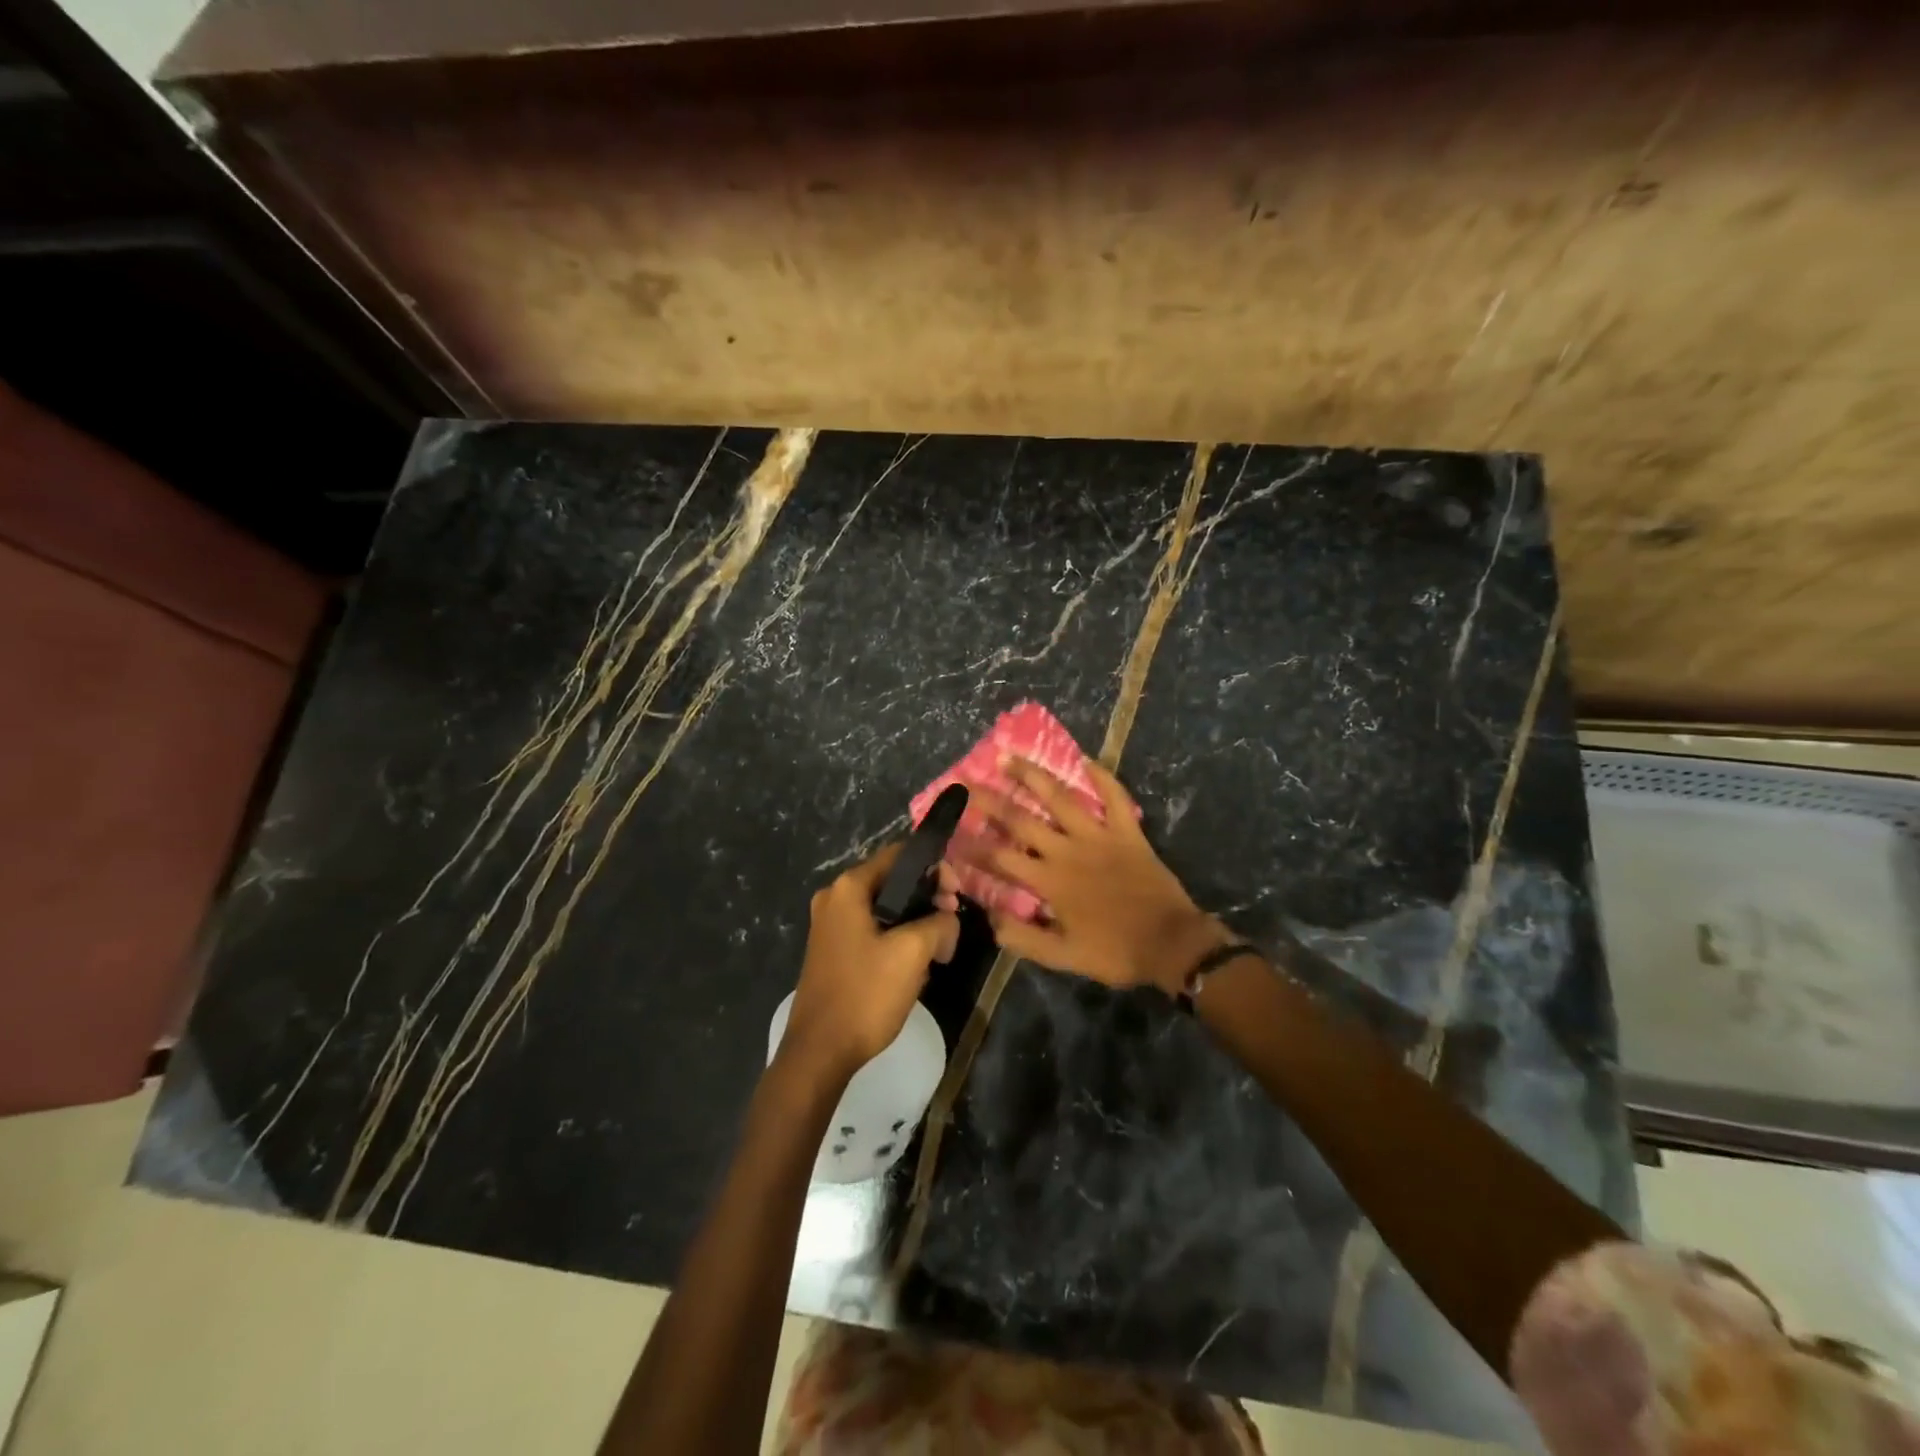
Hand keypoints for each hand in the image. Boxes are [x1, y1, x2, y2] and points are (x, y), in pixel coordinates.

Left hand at [783, 843, 959, 1078]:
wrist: (820, 1052)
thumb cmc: (865, 994)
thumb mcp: (912, 952)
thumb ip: (939, 923)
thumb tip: (947, 919)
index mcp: (848, 888)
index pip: (899, 855)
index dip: (934, 868)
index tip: (957, 894)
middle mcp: (834, 898)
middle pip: (892, 881)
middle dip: (927, 897)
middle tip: (952, 922)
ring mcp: (830, 926)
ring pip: (885, 908)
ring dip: (915, 921)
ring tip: (939, 947)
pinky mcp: (833, 951)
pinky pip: (873, 930)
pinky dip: (897, 938)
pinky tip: (915, 964)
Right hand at [948, 758, 1229, 993]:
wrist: (1171, 944)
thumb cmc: (1115, 951)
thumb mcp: (1064, 957)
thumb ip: (1024, 939)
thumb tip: (990, 920)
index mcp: (1050, 881)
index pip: (1000, 860)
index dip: (972, 847)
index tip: (949, 834)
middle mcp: (1067, 851)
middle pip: (1021, 820)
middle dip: (990, 801)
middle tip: (966, 782)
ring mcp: (1098, 836)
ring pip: (1060, 798)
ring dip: (1033, 776)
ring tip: (1010, 757)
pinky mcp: (1127, 831)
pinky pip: (1113, 797)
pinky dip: (1101, 776)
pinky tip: (1084, 759)